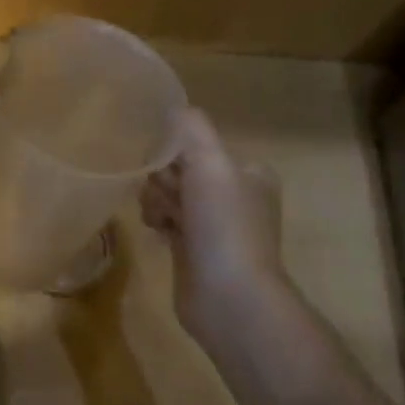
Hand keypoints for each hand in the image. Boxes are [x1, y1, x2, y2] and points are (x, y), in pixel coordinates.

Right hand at [140, 109, 284, 344]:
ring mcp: (214, 226)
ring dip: (157, 202)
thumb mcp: (211, 163)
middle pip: (181, 170)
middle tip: (167, 199)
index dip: (173, 153)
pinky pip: (167, 222)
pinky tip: (156, 232)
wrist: (229, 297)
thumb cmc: (224, 226)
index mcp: (247, 172)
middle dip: (163, 180)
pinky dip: (158, 222)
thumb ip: (190, 129)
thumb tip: (170, 107)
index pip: (198, 146)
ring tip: (160, 219)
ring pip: (170, 196)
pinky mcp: (193, 251)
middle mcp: (234, 196)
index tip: (164, 168)